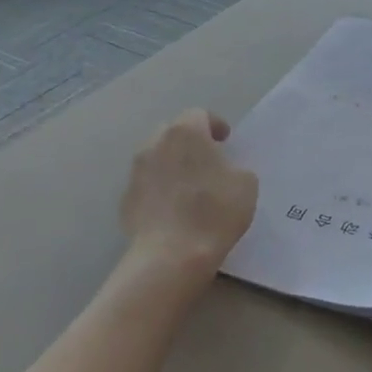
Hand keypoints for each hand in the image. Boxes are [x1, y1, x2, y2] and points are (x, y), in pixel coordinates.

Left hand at [120, 110, 258, 277]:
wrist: (170, 256)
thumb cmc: (214, 212)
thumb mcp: (246, 184)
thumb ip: (235, 168)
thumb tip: (224, 171)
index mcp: (186, 132)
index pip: (199, 115)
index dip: (214, 125)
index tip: (226, 142)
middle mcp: (155, 144)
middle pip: (173, 132)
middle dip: (189, 142)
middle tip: (207, 162)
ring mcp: (136, 172)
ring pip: (156, 158)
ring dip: (172, 166)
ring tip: (189, 188)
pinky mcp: (125, 200)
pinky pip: (147, 186)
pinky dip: (159, 190)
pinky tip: (173, 211)